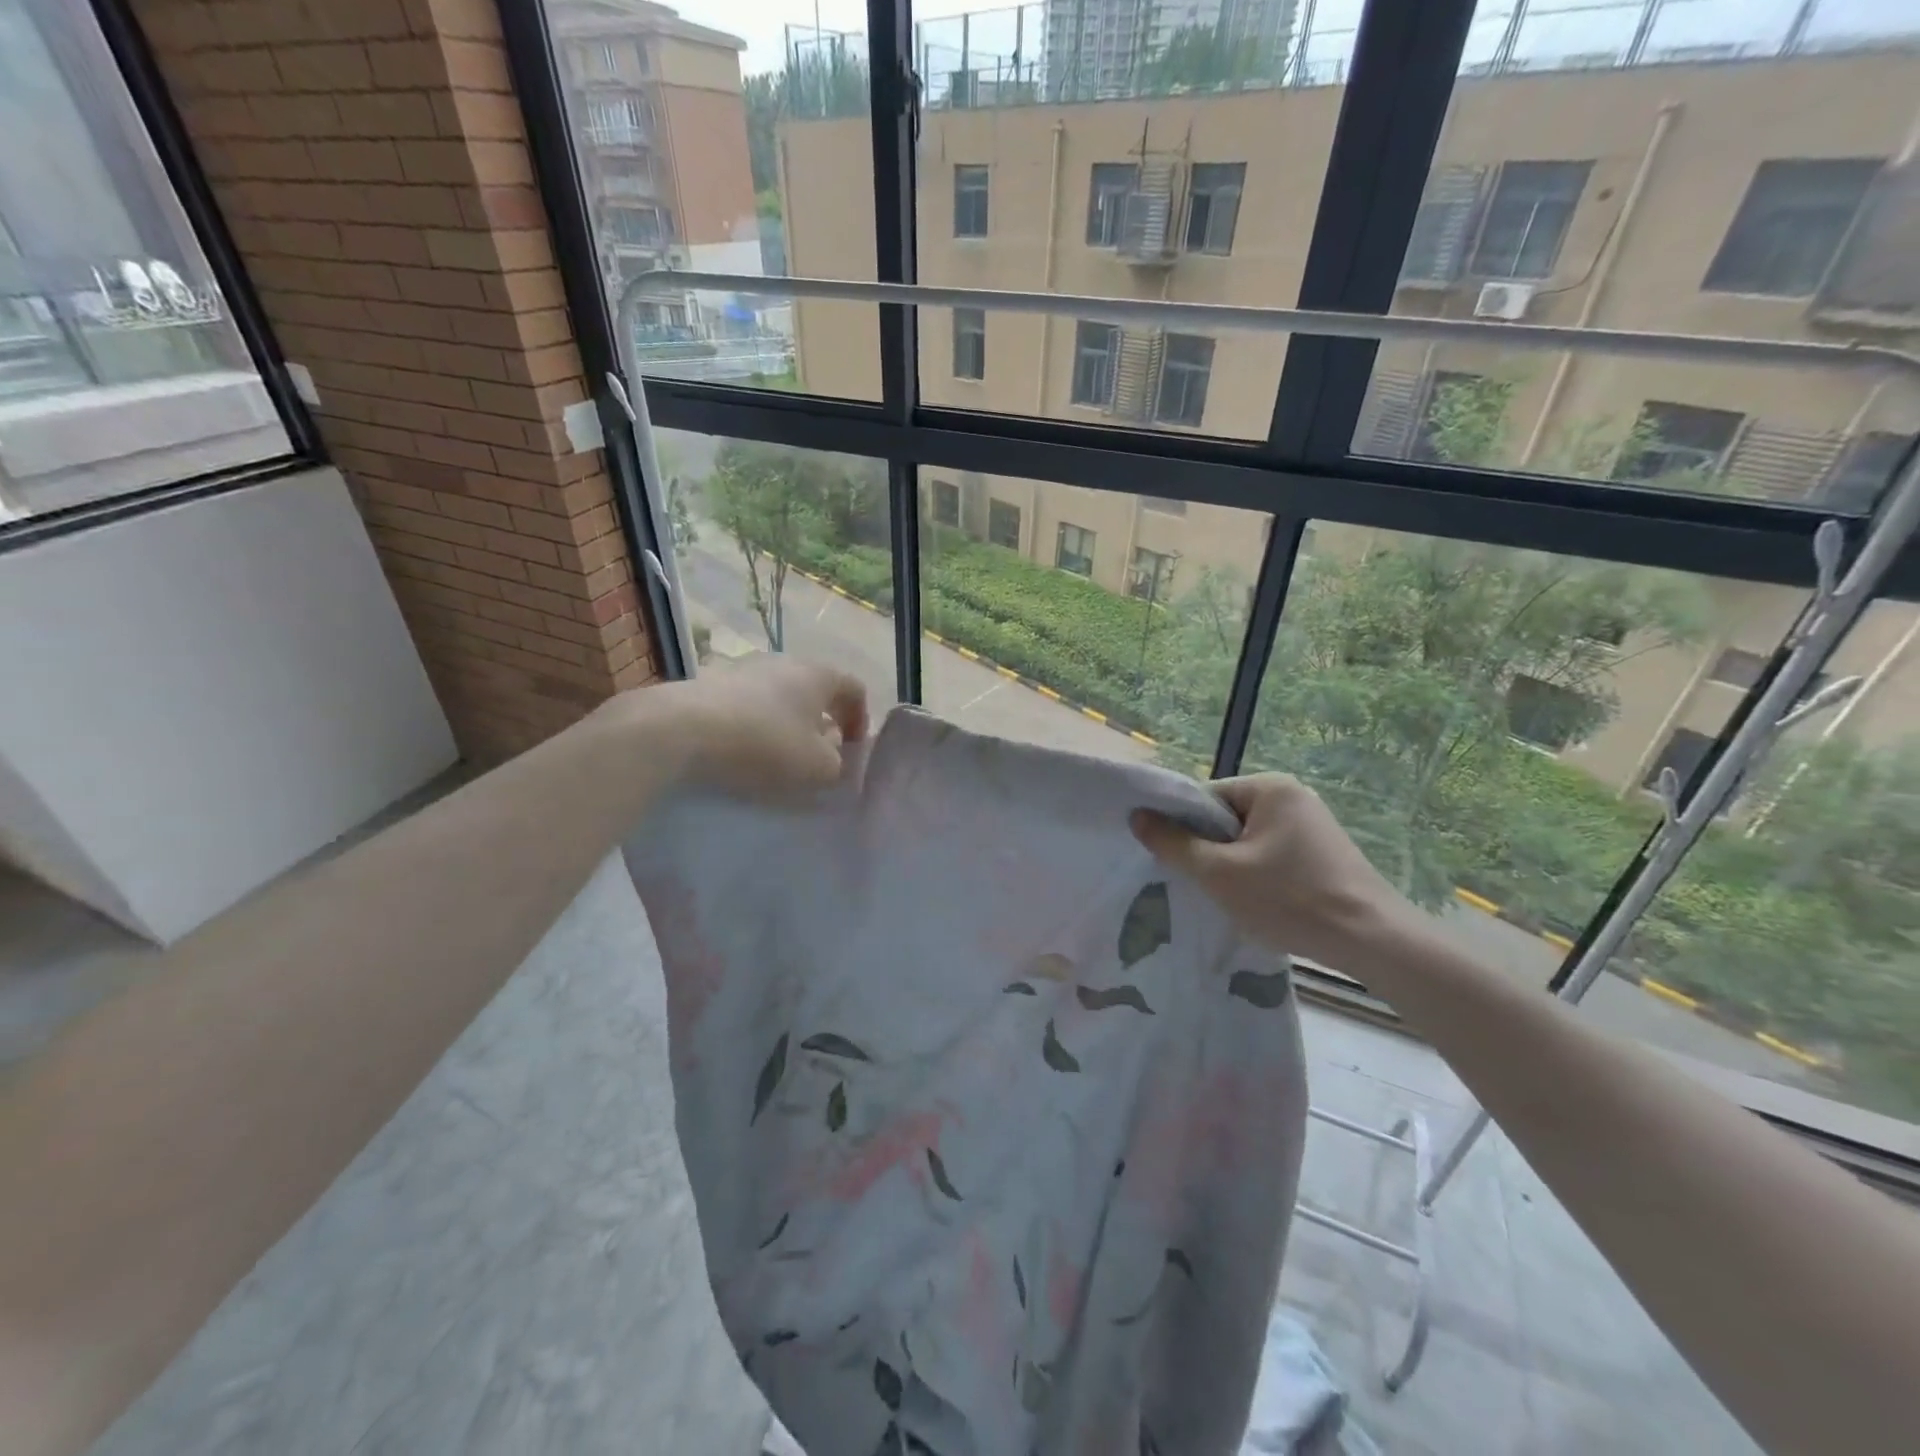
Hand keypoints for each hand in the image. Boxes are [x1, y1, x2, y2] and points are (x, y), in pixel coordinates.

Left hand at [607, 657, 868, 800]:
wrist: (681, 730)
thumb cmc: (765, 745)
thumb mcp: (818, 768)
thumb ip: (837, 762)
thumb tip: (830, 752)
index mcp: (819, 675)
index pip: (855, 688)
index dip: (860, 719)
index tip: (851, 749)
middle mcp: (784, 662)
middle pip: (815, 691)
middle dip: (821, 722)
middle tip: (817, 755)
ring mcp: (744, 669)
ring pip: (779, 697)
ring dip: (786, 724)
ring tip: (777, 757)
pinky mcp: (710, 684)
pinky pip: (746, 705)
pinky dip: (754, 726)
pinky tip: (742, 752)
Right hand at [1132, 774, 1406, 967]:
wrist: (1372, 940)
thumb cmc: (1290, 899)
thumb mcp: (1219, 873)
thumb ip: (1173, 843)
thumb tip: (1137, 816)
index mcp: (1270, 787)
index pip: (1206, 799)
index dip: (1184, 829)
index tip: (1178, 862)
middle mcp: (1294, 796)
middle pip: (1227, 819)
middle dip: (1210, 851)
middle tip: (1202, 884)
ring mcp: (1314, 825)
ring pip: (1249, 841)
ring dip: (1233, 867)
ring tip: (1231, 898)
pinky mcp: (1325, 853)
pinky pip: (1273, 856)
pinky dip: (1259, 876)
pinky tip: (1260, 904)